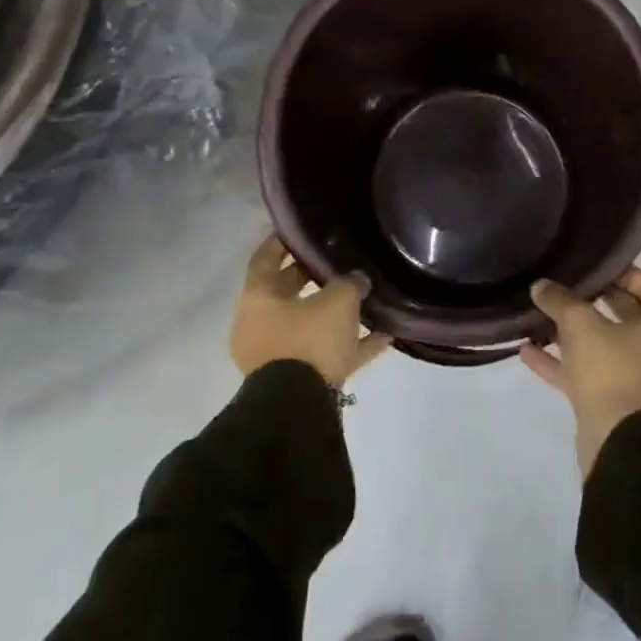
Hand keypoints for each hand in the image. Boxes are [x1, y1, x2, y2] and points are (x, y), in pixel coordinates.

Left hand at [231, 234, 389, 388]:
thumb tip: (357, 279)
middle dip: (311, 276)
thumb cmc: (309, 339)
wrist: (298, 410)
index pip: (265, 257)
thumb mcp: (339, 301)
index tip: (300, 229)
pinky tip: (383, 337)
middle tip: (338, 259)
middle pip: (286, 291)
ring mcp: (274, 356)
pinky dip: (348, 346)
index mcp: (258, 298)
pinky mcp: (294, 382)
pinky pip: (323, 355)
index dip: (282, 240)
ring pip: (307, 324)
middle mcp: (259, 324)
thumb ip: (350, 283)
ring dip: (333, 315)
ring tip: (365, 299)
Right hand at [521, 267, 640, 476]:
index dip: (626, 274)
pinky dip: (565, 364)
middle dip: (597, 302)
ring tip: (542, 318)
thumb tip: (541, 285)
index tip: (597, 268)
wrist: (620, 446)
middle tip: (569, 287)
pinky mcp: (619, 407)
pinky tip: (528, 353)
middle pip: (629, 317)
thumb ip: (560, 300)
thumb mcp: (580, 324)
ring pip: (607, 348)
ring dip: (575, 335)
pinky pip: (591, 376)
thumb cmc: (611, 369)